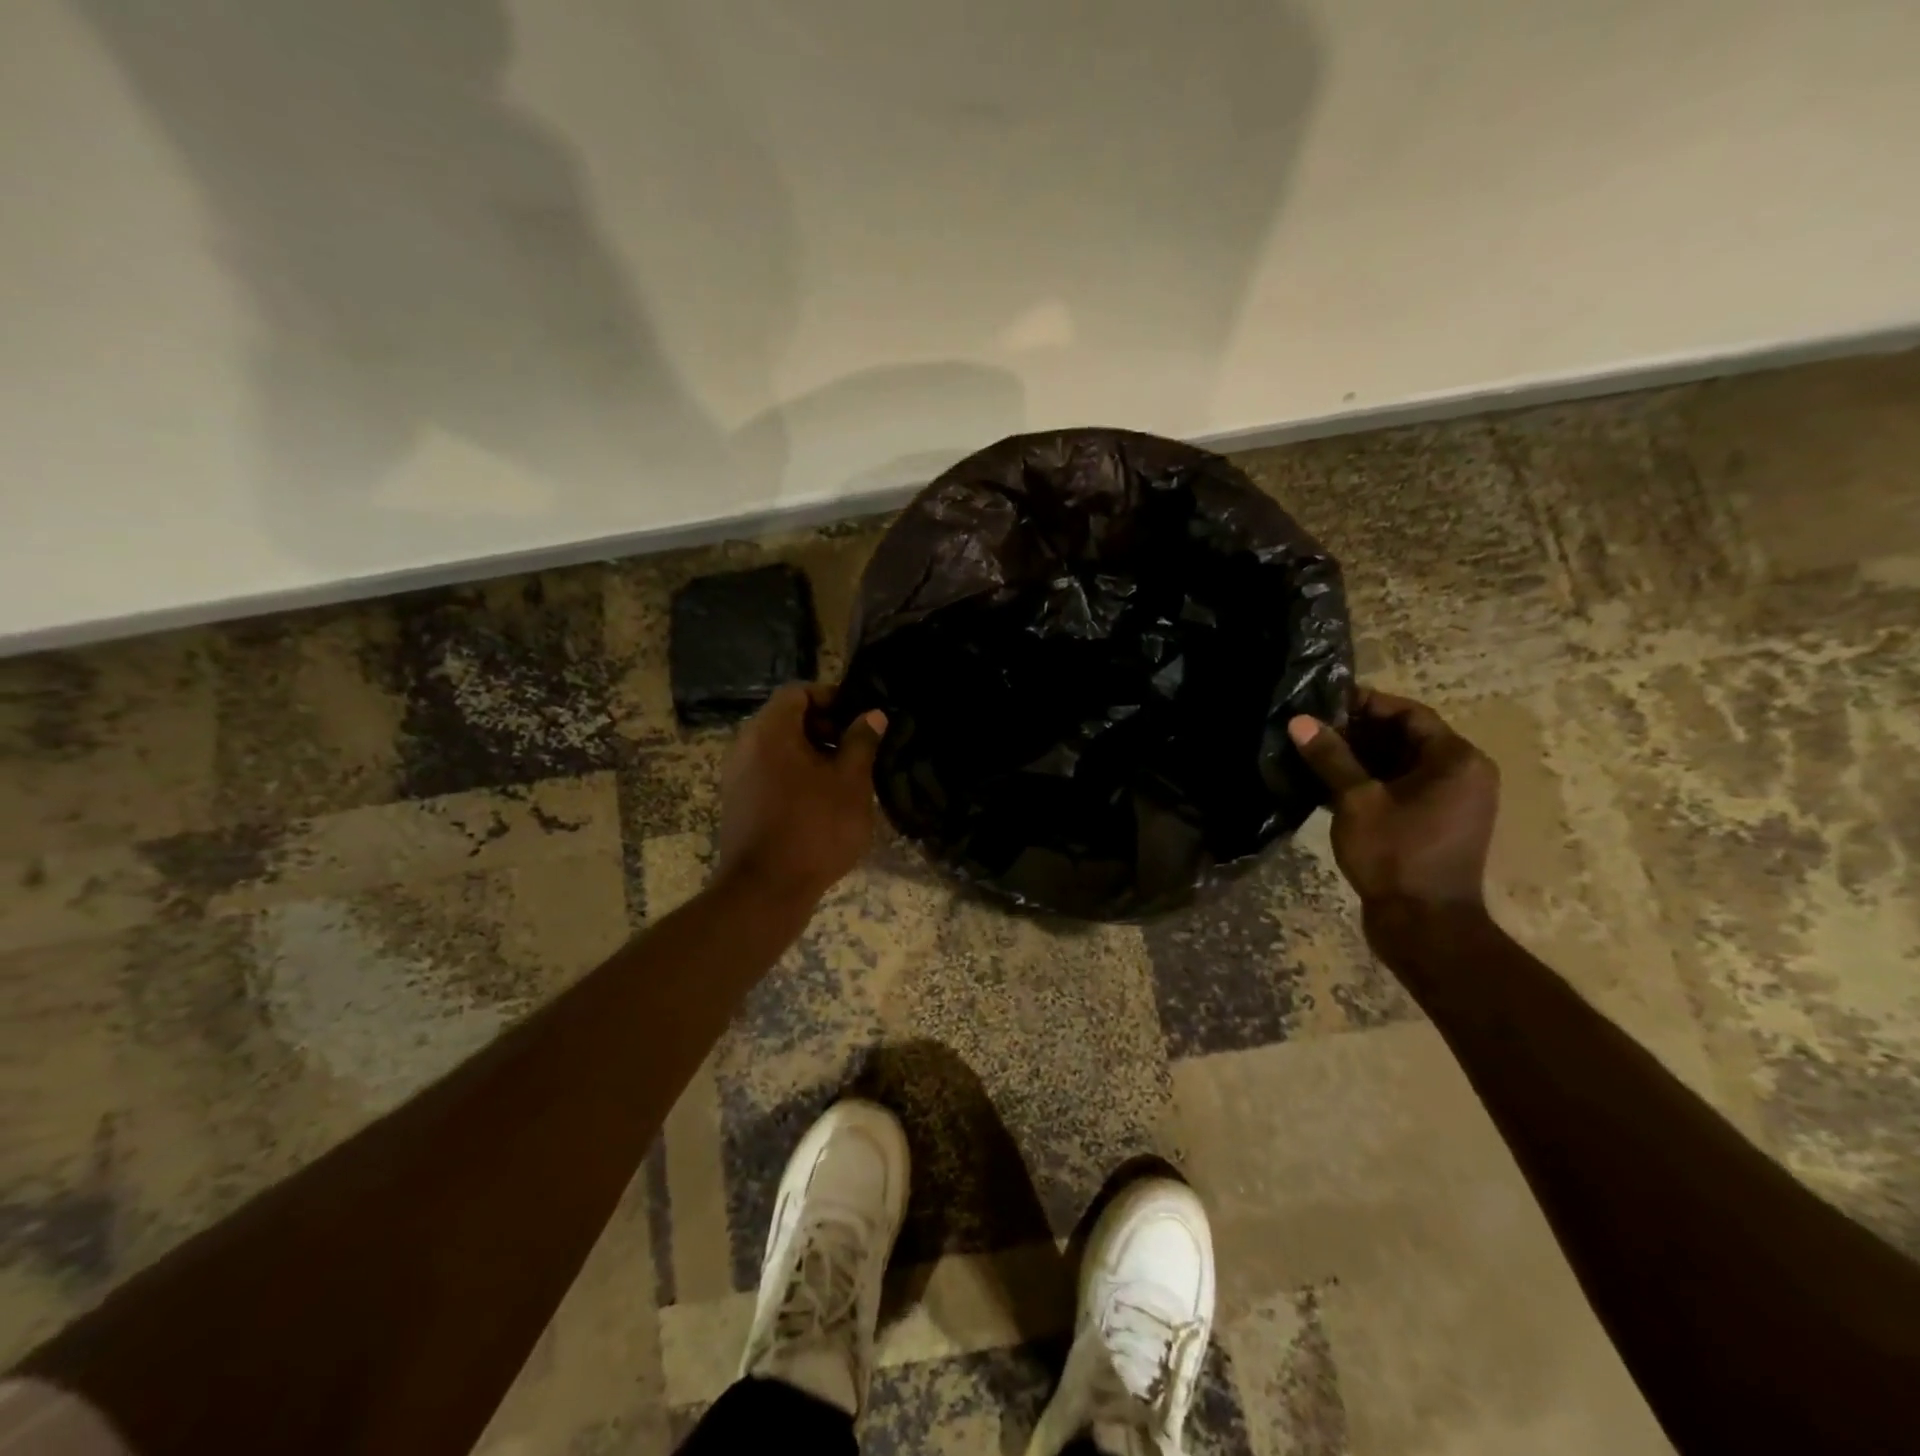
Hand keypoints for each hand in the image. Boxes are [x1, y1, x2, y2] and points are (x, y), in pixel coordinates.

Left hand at [715, 684, 886, 906]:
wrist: (766, 890)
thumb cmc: (815, 828)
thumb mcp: (851, 782)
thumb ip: (862, 742)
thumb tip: (872, 716)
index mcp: (770, 731)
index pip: (798, 692)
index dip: (832, 698)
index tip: (859, 719)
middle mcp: (745, 745)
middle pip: (787, 718)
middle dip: (825, 727)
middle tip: (858, 749)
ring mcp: (738, 776)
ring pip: (780, 748)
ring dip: (813, 754)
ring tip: (846, 777)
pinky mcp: (739, 802)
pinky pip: (770, 772)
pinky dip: (796, 774)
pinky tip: (823, 800)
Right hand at [1288, 687, 1498, 911]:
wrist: (1424, 925)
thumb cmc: (1396, 855)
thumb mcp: (1357, 801)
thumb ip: (1330, 757)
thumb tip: (1300, 721)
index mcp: (1456, 760)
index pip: (1409, 714)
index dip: (1365, 704)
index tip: (1322, 704)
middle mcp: (1463, 774)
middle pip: (1406, 737)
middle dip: (1358, 731)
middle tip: (1311, 729)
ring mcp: (1452, 802)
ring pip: (1401, 764)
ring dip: (1360, 758)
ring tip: (1314, 753)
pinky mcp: (1435, 824)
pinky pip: (1402, 788)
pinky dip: (1370, 782)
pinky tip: (1330, 784)